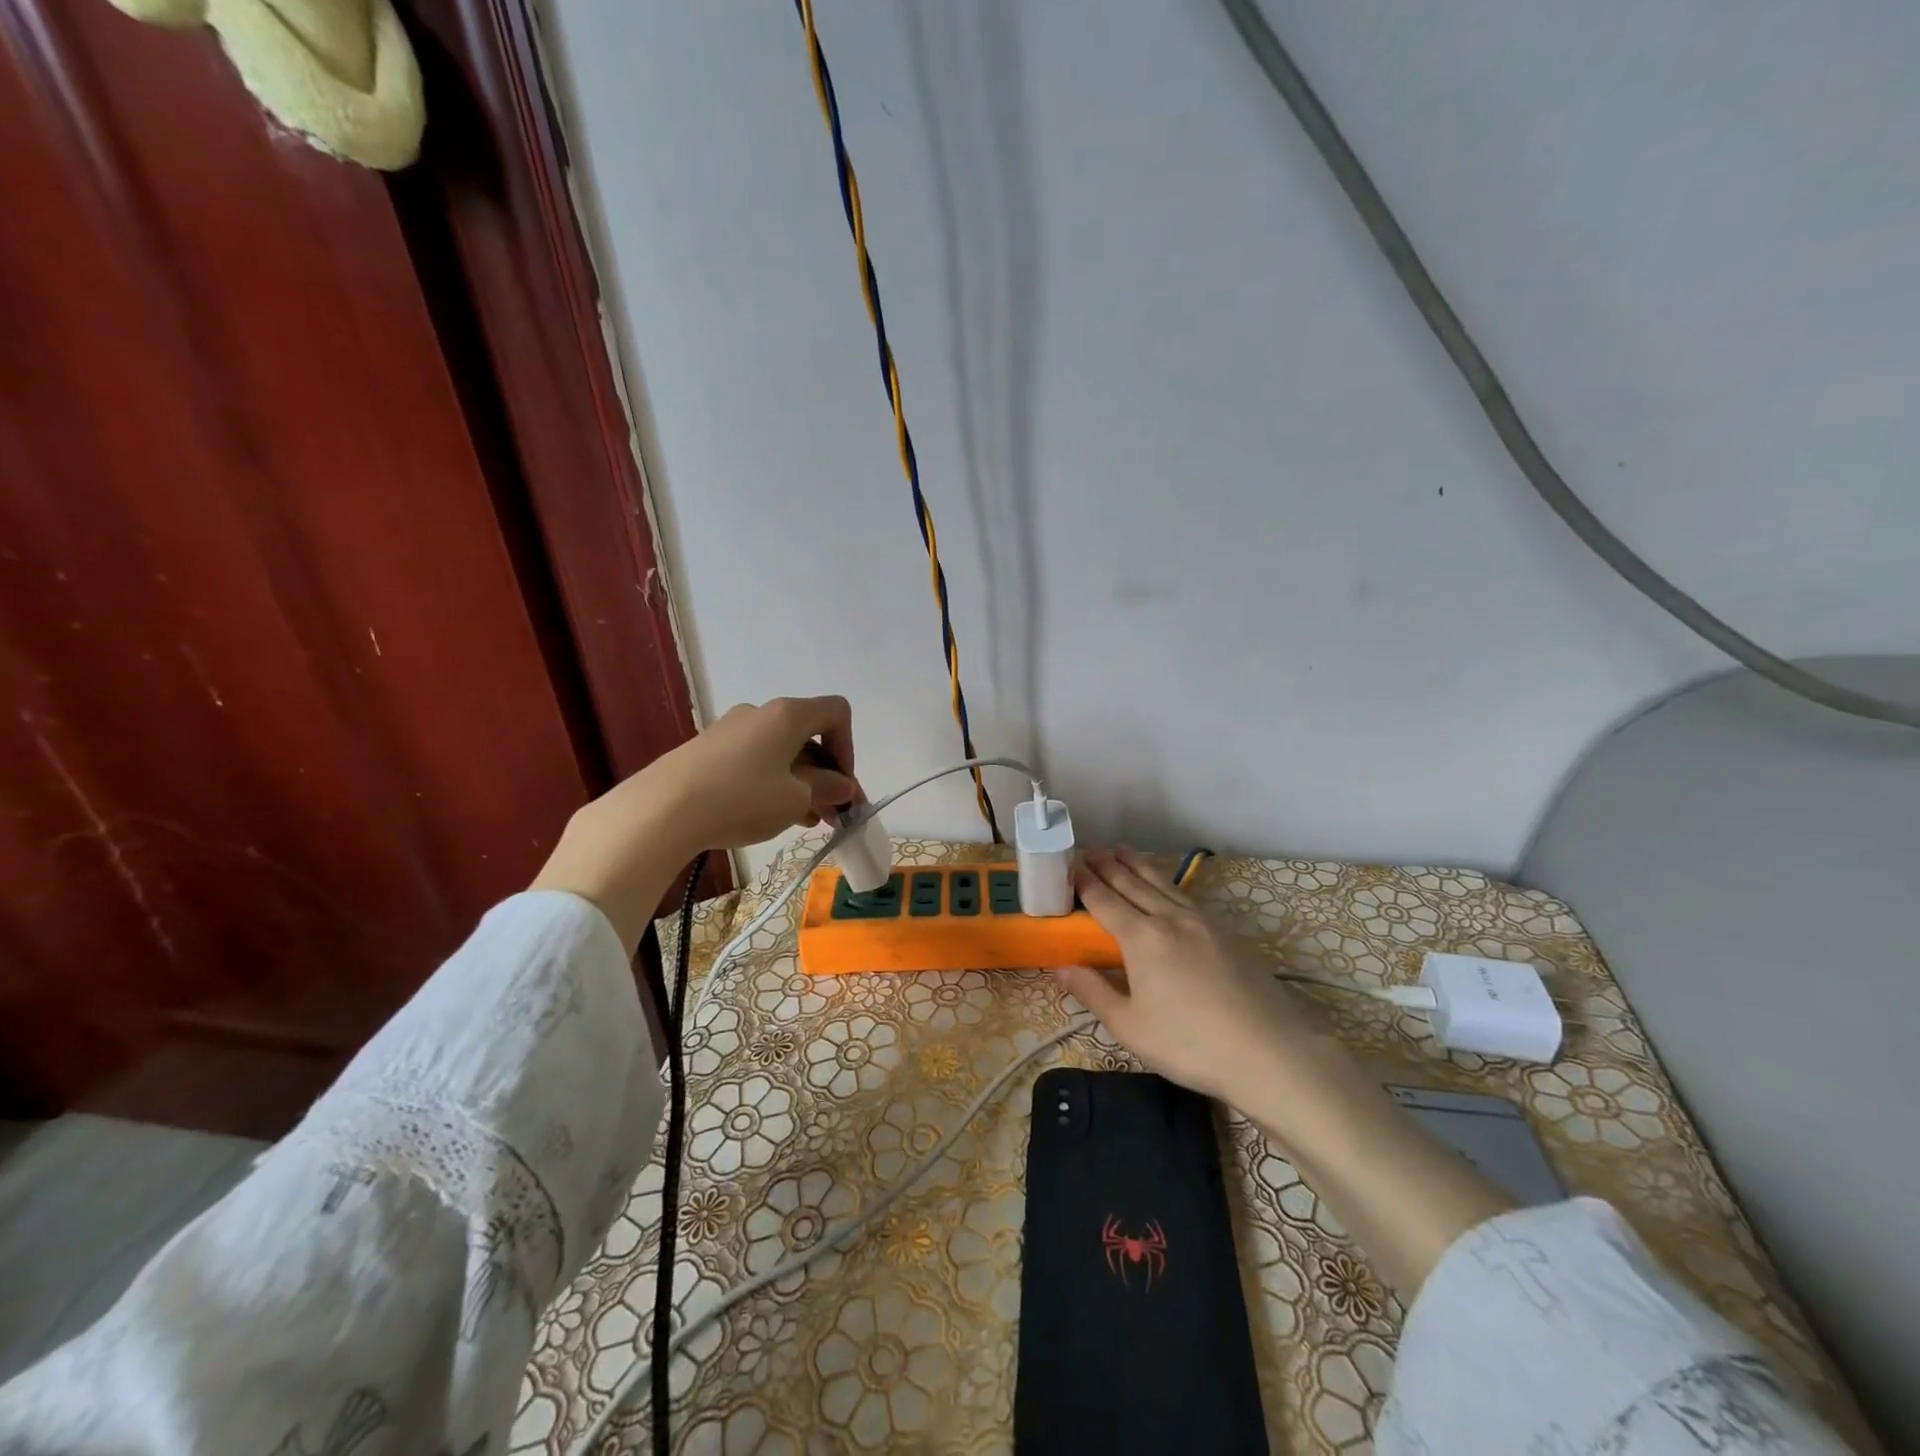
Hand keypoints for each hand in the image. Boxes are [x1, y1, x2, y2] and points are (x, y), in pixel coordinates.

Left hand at [640, 696, 858, 850]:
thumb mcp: (796, 799)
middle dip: (825, 773)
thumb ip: (827, 789)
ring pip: (780, 752)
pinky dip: (771, 783)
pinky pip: (754, 761)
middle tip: (831, 812)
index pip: (836, 713)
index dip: (848, 747)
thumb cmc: (743, 798)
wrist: (662, 810)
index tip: (841, 785)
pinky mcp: (707, 751)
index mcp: (788, 715)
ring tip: (804, 820)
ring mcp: (730, 730)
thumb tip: (843, 786)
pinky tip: (769, 816)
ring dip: (800, 782)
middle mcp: (760, 713)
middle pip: (807, 735)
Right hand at [1062, 849, 1514, 1298]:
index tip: (1069, 864)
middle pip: (1133, 884)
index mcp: (1141, 938)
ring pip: (1163, 885)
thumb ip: (1094, 992)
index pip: (1105, 901)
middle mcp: (1170, 919)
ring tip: (1123, 850)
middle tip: (1089, 848)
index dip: (1085, 882)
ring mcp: (1203, 923)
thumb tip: (1061, 967)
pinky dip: (1167, 884)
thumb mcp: (1130, 1026)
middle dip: (1108, 866)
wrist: (1269, 1052)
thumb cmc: (1190, 1043)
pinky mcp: (1228, 934)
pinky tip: (1168, 888)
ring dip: (1139, 866)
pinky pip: (1187, 897)